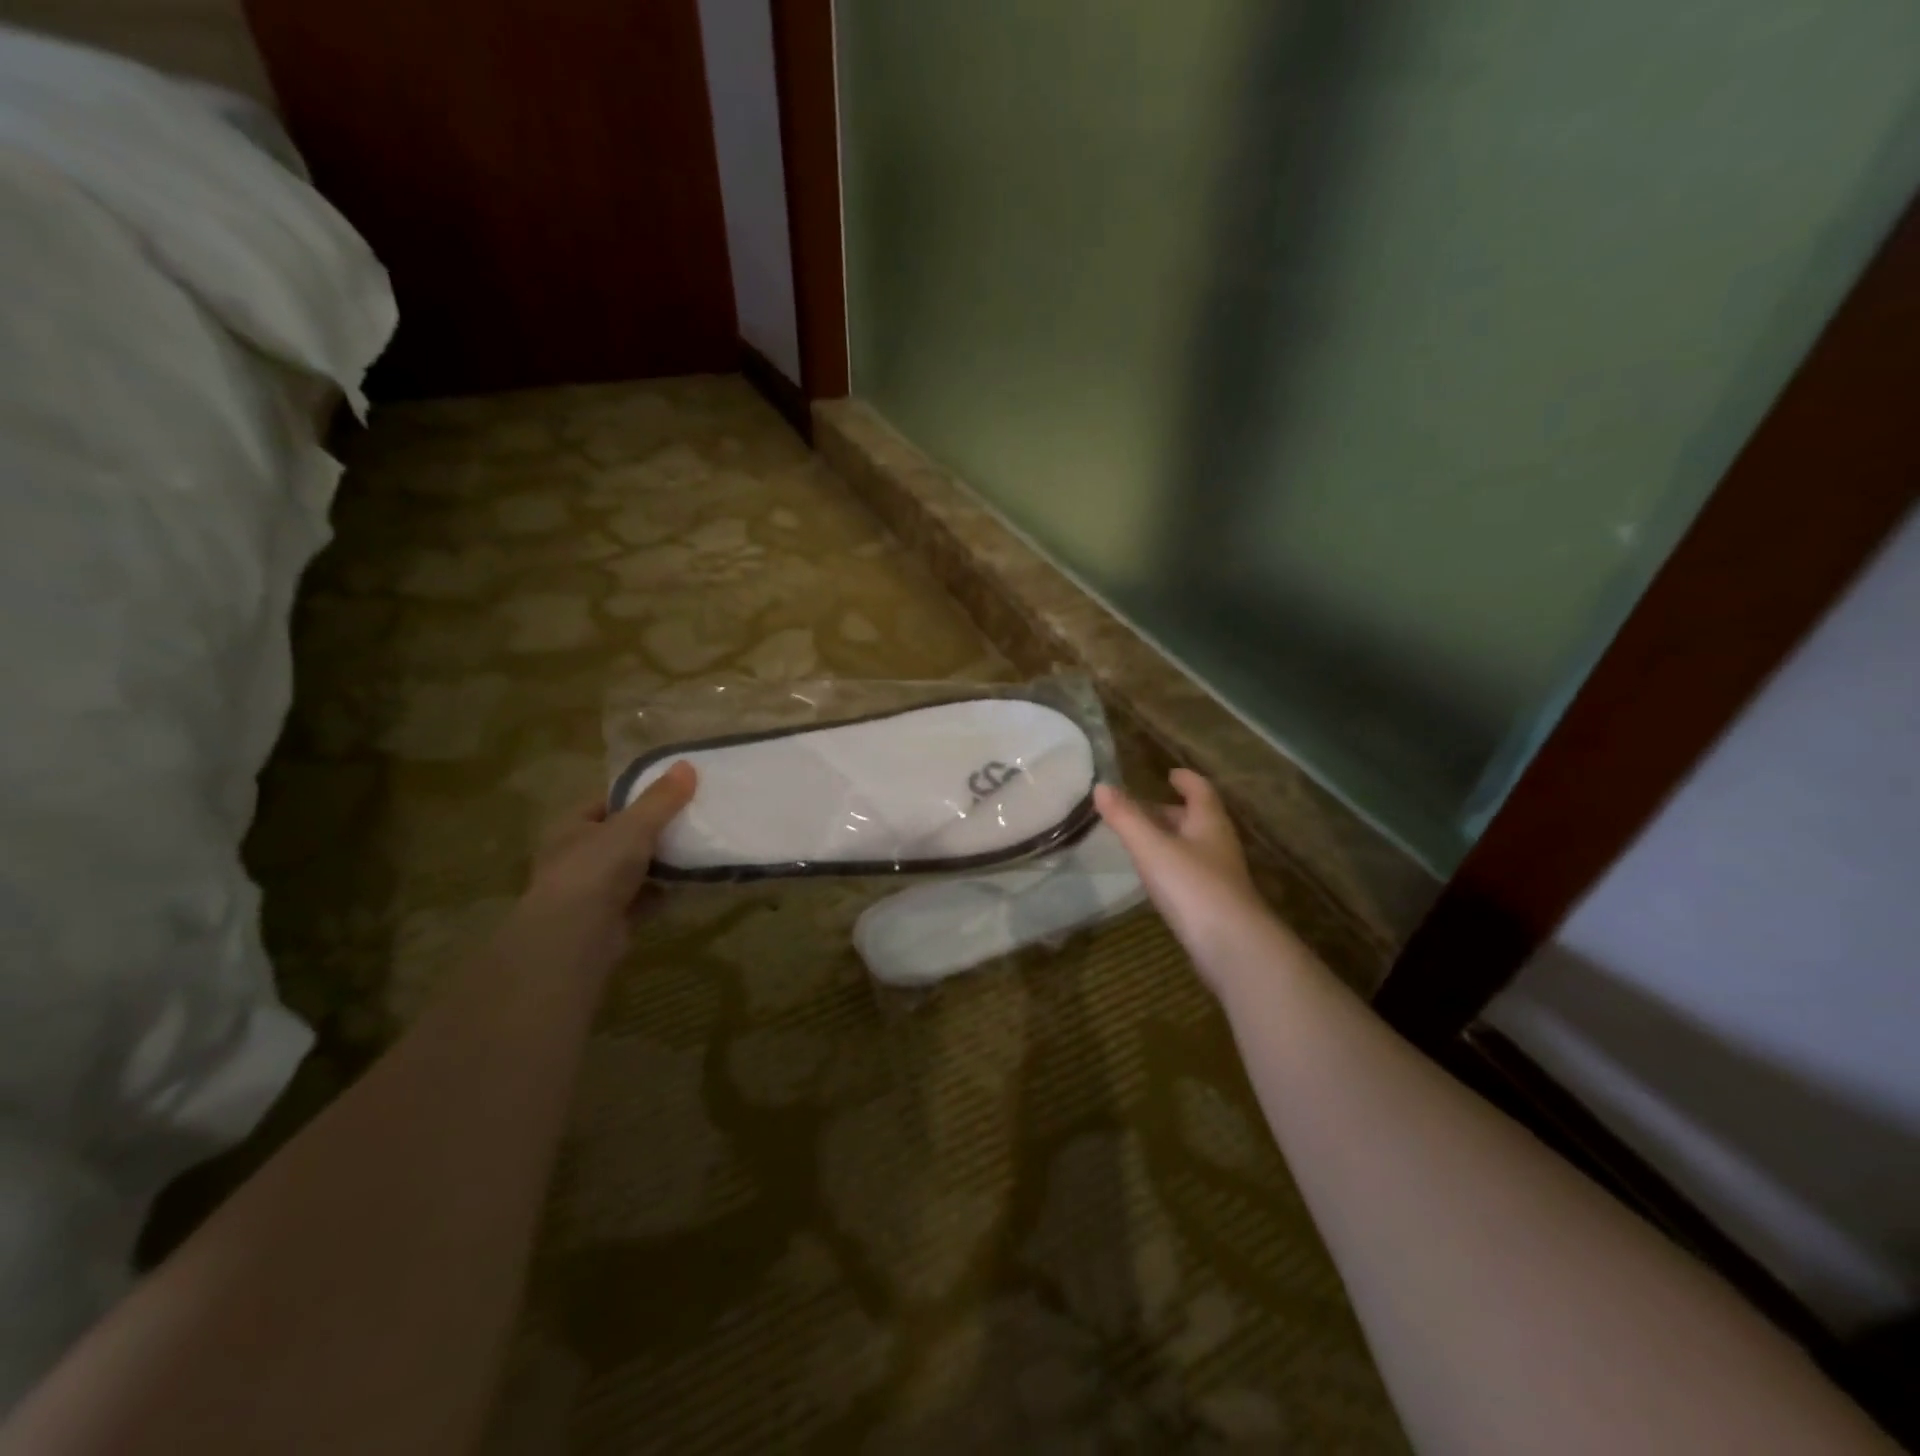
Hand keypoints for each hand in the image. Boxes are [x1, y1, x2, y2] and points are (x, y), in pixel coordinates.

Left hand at [523, 762, 696, 952]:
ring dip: (658, 864)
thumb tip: (687, 764)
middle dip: (652, 832)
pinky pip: (640, 899)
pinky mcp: (607, 919)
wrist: (576, 937)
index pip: (605, 803)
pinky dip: (660, 894)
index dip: (635, 796)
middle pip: (620, 836)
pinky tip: (684, 886)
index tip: (670, 793)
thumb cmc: (596, 869)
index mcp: (571, 828)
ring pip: (631, 869)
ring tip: (694, 851)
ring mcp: (589, 891)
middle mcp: (575, 857)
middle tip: (689, 821)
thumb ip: (661, 798)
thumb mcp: (634, 826)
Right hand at [1095, 769, 1265, 987]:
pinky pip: (1190, 873)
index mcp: (1209, 822)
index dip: (1185, 780)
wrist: (1232, 946)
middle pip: (1196, 819)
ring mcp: (1219, 875)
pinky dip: (1171, 865)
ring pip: (1193, 846)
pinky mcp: (1214, 903)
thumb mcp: (1152, 847)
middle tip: (1140, 808)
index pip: (1200, 790)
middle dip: (1170, 811)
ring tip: (1141, 840)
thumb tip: (1101, 786)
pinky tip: (1155, 877)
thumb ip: (1125, 817)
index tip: (1170, 774)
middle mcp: (1218, 844)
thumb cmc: (1192, 885)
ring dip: (1170, 839)